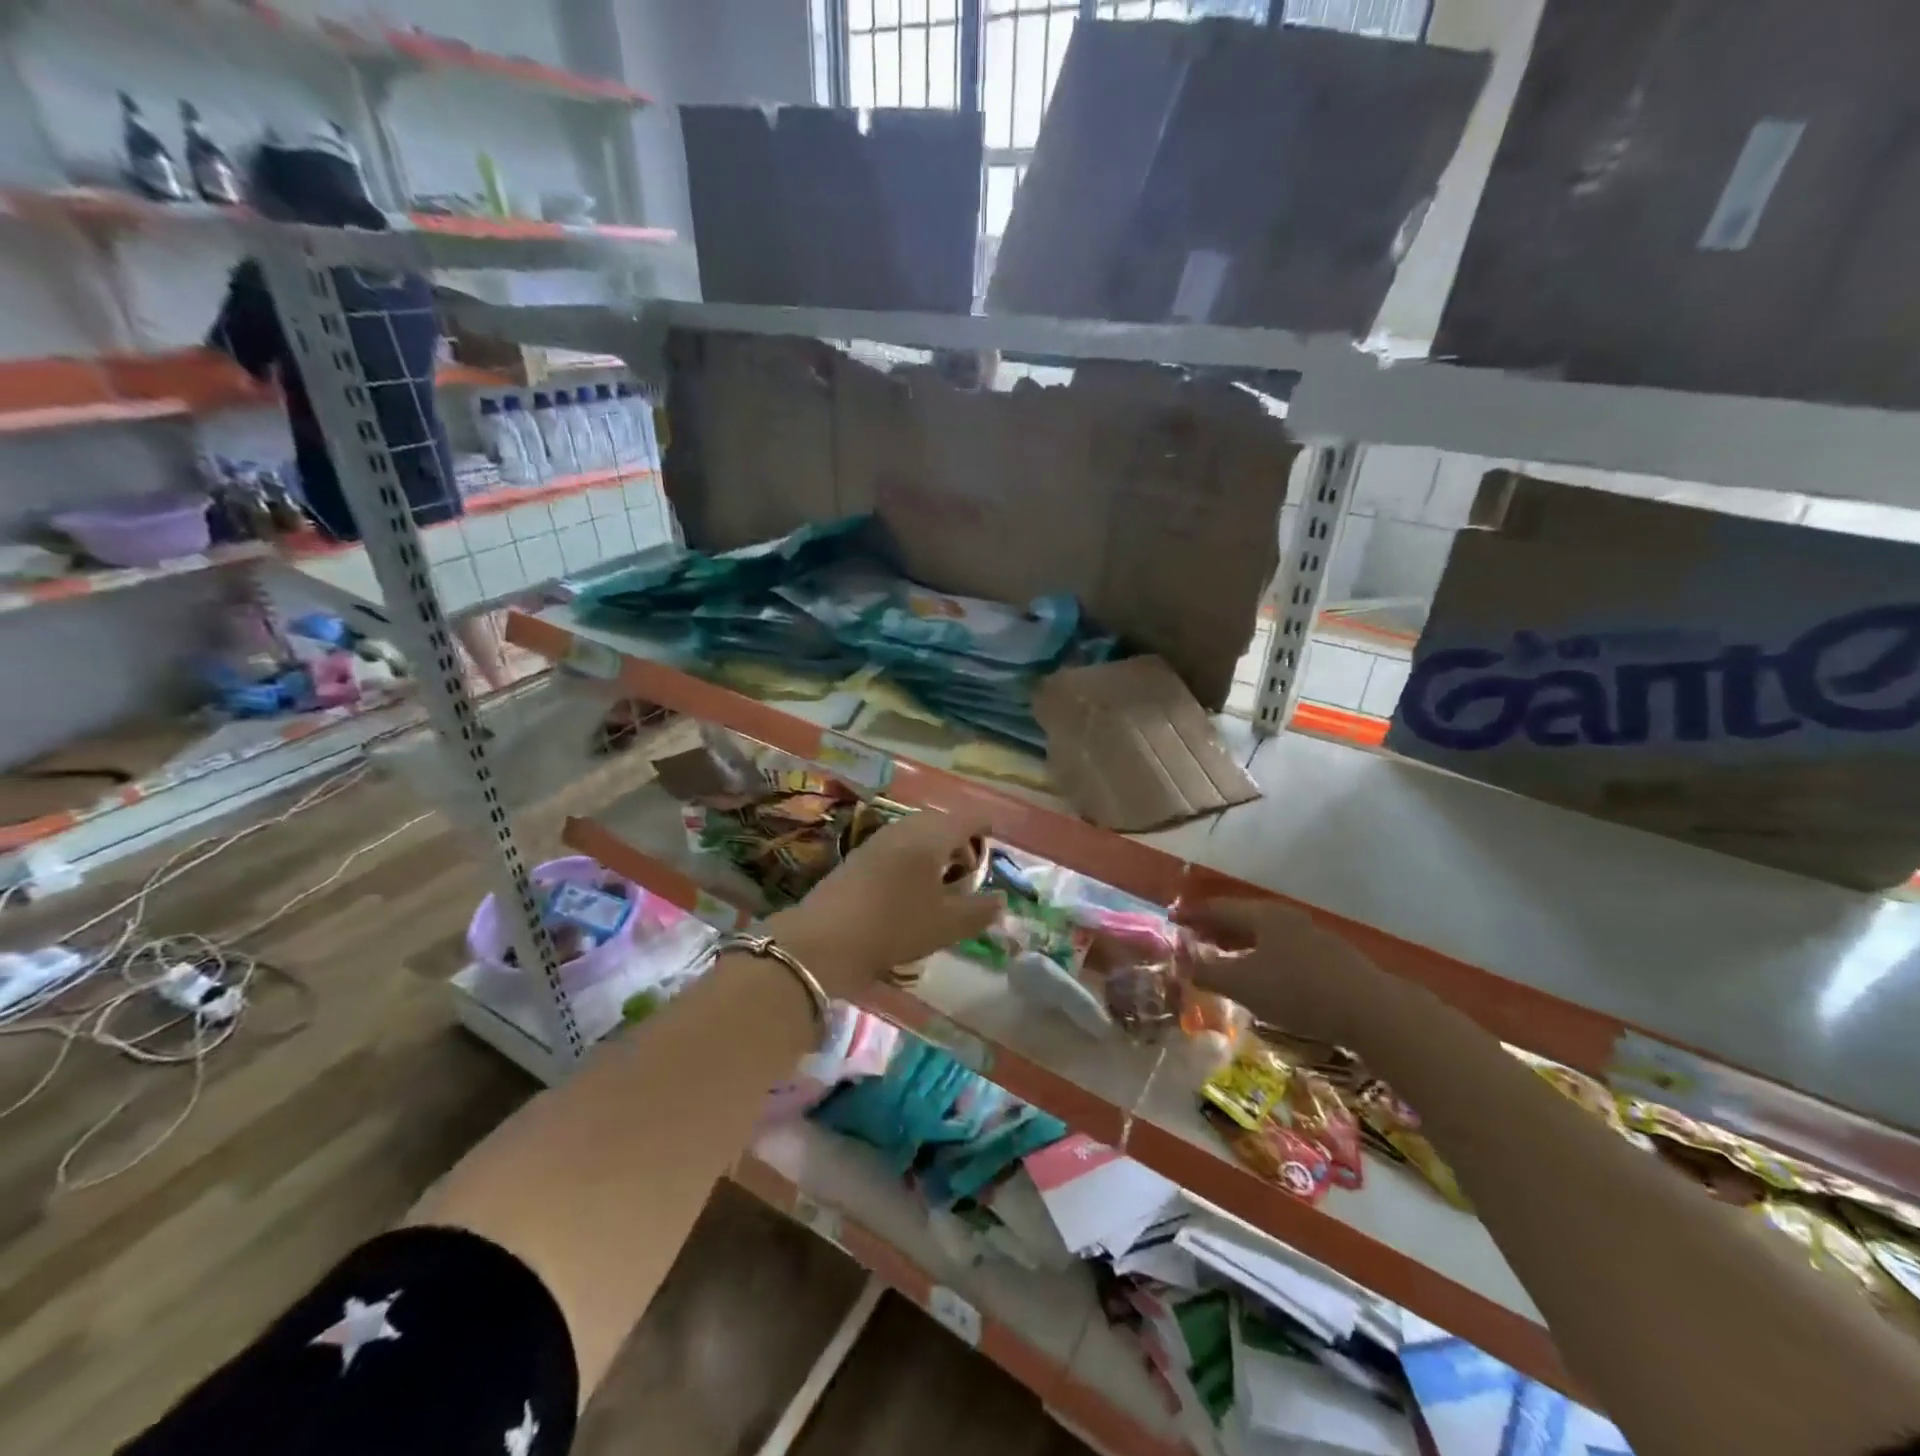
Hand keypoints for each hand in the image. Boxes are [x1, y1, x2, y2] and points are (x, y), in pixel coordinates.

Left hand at [767, 810, 1001, 998]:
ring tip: (942, 884)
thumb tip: (1001, 900)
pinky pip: (899, 845)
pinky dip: (914, 858)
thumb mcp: (946, 925)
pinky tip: (912, 889)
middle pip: (942, 822)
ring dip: (936, 850)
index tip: (997, 837)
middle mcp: (905, 828)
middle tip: (970, 872)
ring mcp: (878, 839)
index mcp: (932, 836)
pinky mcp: (859, 856)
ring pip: (918, 833)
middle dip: (961, 840)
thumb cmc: (894, 926)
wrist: (823, 939)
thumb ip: (980, 911)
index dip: (986, 824)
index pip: (968, 817)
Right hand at [1173, 897, 1393, 1047]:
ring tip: (1221, 957)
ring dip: (1238, 944)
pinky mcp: (1329, 959)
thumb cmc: (1297, 990)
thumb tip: (1181, 965)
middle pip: (1241, 918)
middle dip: (1214, 928)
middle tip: (1192, 939)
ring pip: (1263, 935)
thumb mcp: (1242, 984)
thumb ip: (1207, 973)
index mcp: (1262, 915)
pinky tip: (1259, 976)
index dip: (1192, 914)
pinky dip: (1260, 956)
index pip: (1217, 907)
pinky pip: (1281, 949)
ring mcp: (1311, 937)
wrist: (1371, 1011)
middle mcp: (1286, 918)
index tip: (1171, 919)